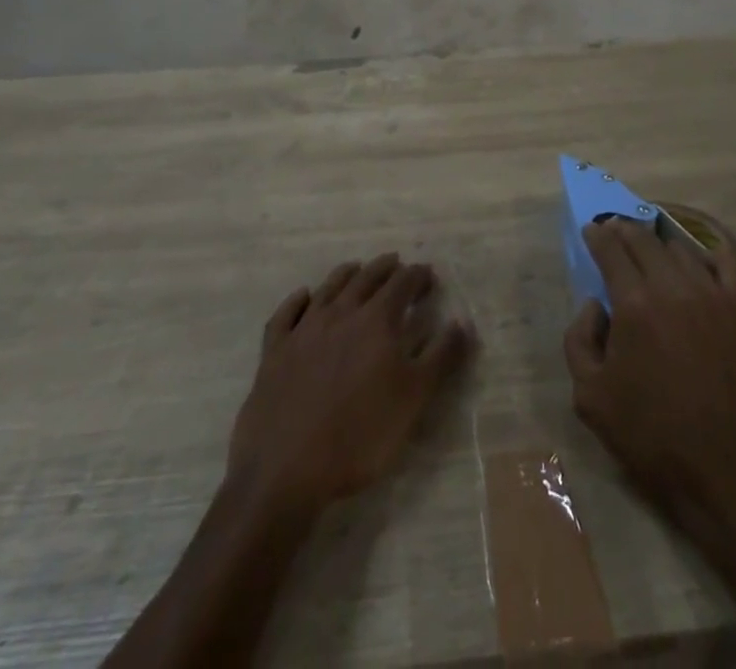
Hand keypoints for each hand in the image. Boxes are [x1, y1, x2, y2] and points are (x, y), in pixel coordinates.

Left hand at [227, 254, 469, 516]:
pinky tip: (303, 296)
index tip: (429, 276)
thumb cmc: (359, 435)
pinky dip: (297, 300)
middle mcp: (340, 313)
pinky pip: (286, 314)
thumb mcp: (414, 399)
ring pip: (328, 288)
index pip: (403, 283)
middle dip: (385, 268)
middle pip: (366, 278)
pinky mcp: (274, 352)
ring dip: (347, 274)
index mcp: (377, 321)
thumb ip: (441, 357)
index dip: (418, 276)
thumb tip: (462, 322)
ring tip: (357, 268)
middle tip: (397, 264)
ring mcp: (304, 330)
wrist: (286, 470)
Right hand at [563, 219, 735, 522]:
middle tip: (613, 231)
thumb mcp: (590, 398)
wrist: (727, 469)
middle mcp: (672, 286)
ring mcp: (712, 293)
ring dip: (657, 239)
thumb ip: (579, 340)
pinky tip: (697, 240)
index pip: (611, 249)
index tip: (590, 232)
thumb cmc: (652, 436)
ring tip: (648, 243)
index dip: (597, 236)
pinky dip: (710, 238)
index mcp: (634, 304)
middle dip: (623, 230)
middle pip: (643, 239)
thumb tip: (594, 306)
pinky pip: (727, 255)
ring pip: (679, 246)